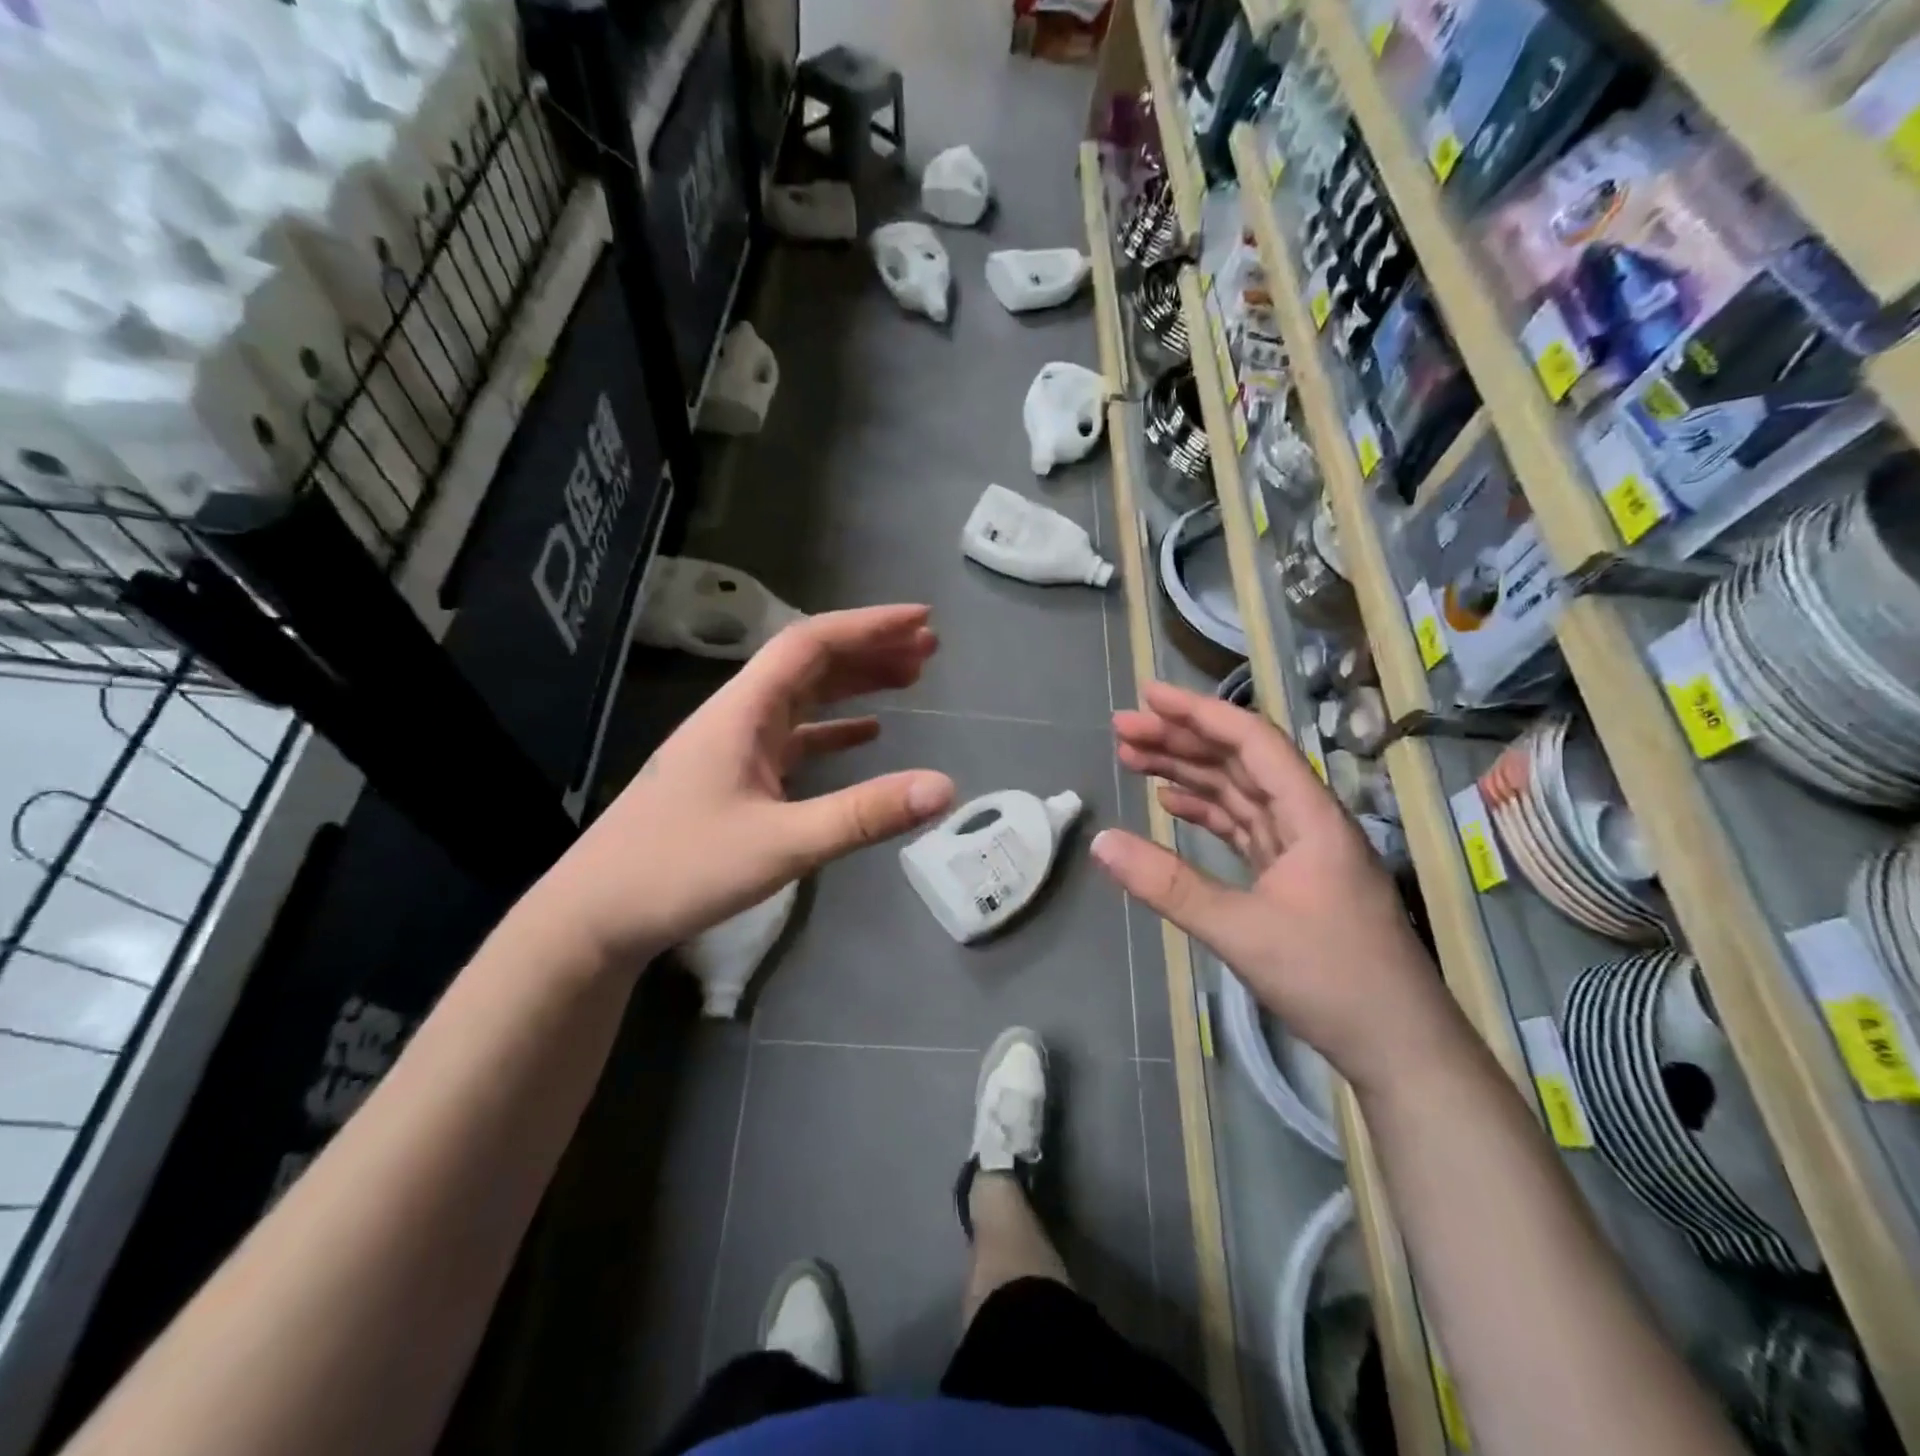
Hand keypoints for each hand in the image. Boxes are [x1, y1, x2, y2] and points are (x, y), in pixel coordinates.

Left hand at [530, 605, 956, 965]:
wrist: (597, 914)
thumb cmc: (681, 870)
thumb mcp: (781, 844)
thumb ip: (863, 815)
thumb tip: (945, 788)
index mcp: (743, 712)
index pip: (810, 644)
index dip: (868, 626)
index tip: (921, 621)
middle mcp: (739, 716)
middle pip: (810, 663)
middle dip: (870, 649)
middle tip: (929, 648)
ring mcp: (734, 747)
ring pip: (804, 697)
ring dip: (855, 683)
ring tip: (909, 678)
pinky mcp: (734, 777)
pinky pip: (794, 737)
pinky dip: (833, 728)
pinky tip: (866, 734)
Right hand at [1089, 681, 1464, 1091]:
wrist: (1399, 1048)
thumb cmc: (1331, 980)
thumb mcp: (1242, 931)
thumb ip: (1169, 885)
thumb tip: (1102, 842)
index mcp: (1311, 816)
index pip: (1252, 742)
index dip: (1199, 713)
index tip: (1148, 697)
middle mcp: (1308, 821)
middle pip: (1240, 762)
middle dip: (1181, 740)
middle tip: (1122, 729)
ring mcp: (1301, 850)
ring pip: (1238, 793)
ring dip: (1189, 772)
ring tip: (1134, 758)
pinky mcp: (1291, 878)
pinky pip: (1242, 828)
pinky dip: (1206, 812)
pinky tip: (1173, 804)